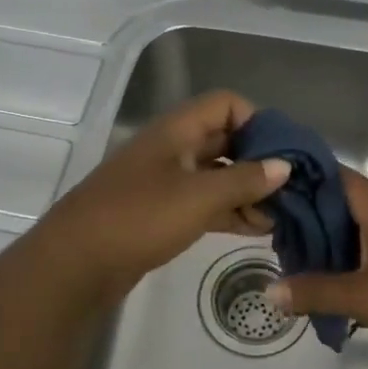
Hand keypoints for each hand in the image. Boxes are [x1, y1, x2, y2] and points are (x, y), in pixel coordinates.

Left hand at [34, 90, 289, 296]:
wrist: (75, 264)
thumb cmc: (139, 218)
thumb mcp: (198, 196)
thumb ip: (245, 180)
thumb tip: (284, 166)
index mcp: (176, 130)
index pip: (226, 104)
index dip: (258, 121)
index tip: (284, 153)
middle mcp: (172, 148)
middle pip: (225, 140)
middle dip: (259, 161)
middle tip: (292, 188)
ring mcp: (164, 182)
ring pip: (216, 175)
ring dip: (247, 191)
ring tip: (281, 216)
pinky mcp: (160, 213)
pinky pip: (204, 203)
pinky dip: (230, 211)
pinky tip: (257, 229)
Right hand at [267, 168, 367, 358]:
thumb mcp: (363, 298)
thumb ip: (314, 292)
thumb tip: (270, 290)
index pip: (331, 174)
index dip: (301, 182)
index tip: (272, 198)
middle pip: (347, 197)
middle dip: (315, 216)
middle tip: (284, 240)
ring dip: (340, 233)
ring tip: (311, 259)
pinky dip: (364, 244)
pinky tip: (353, 271)